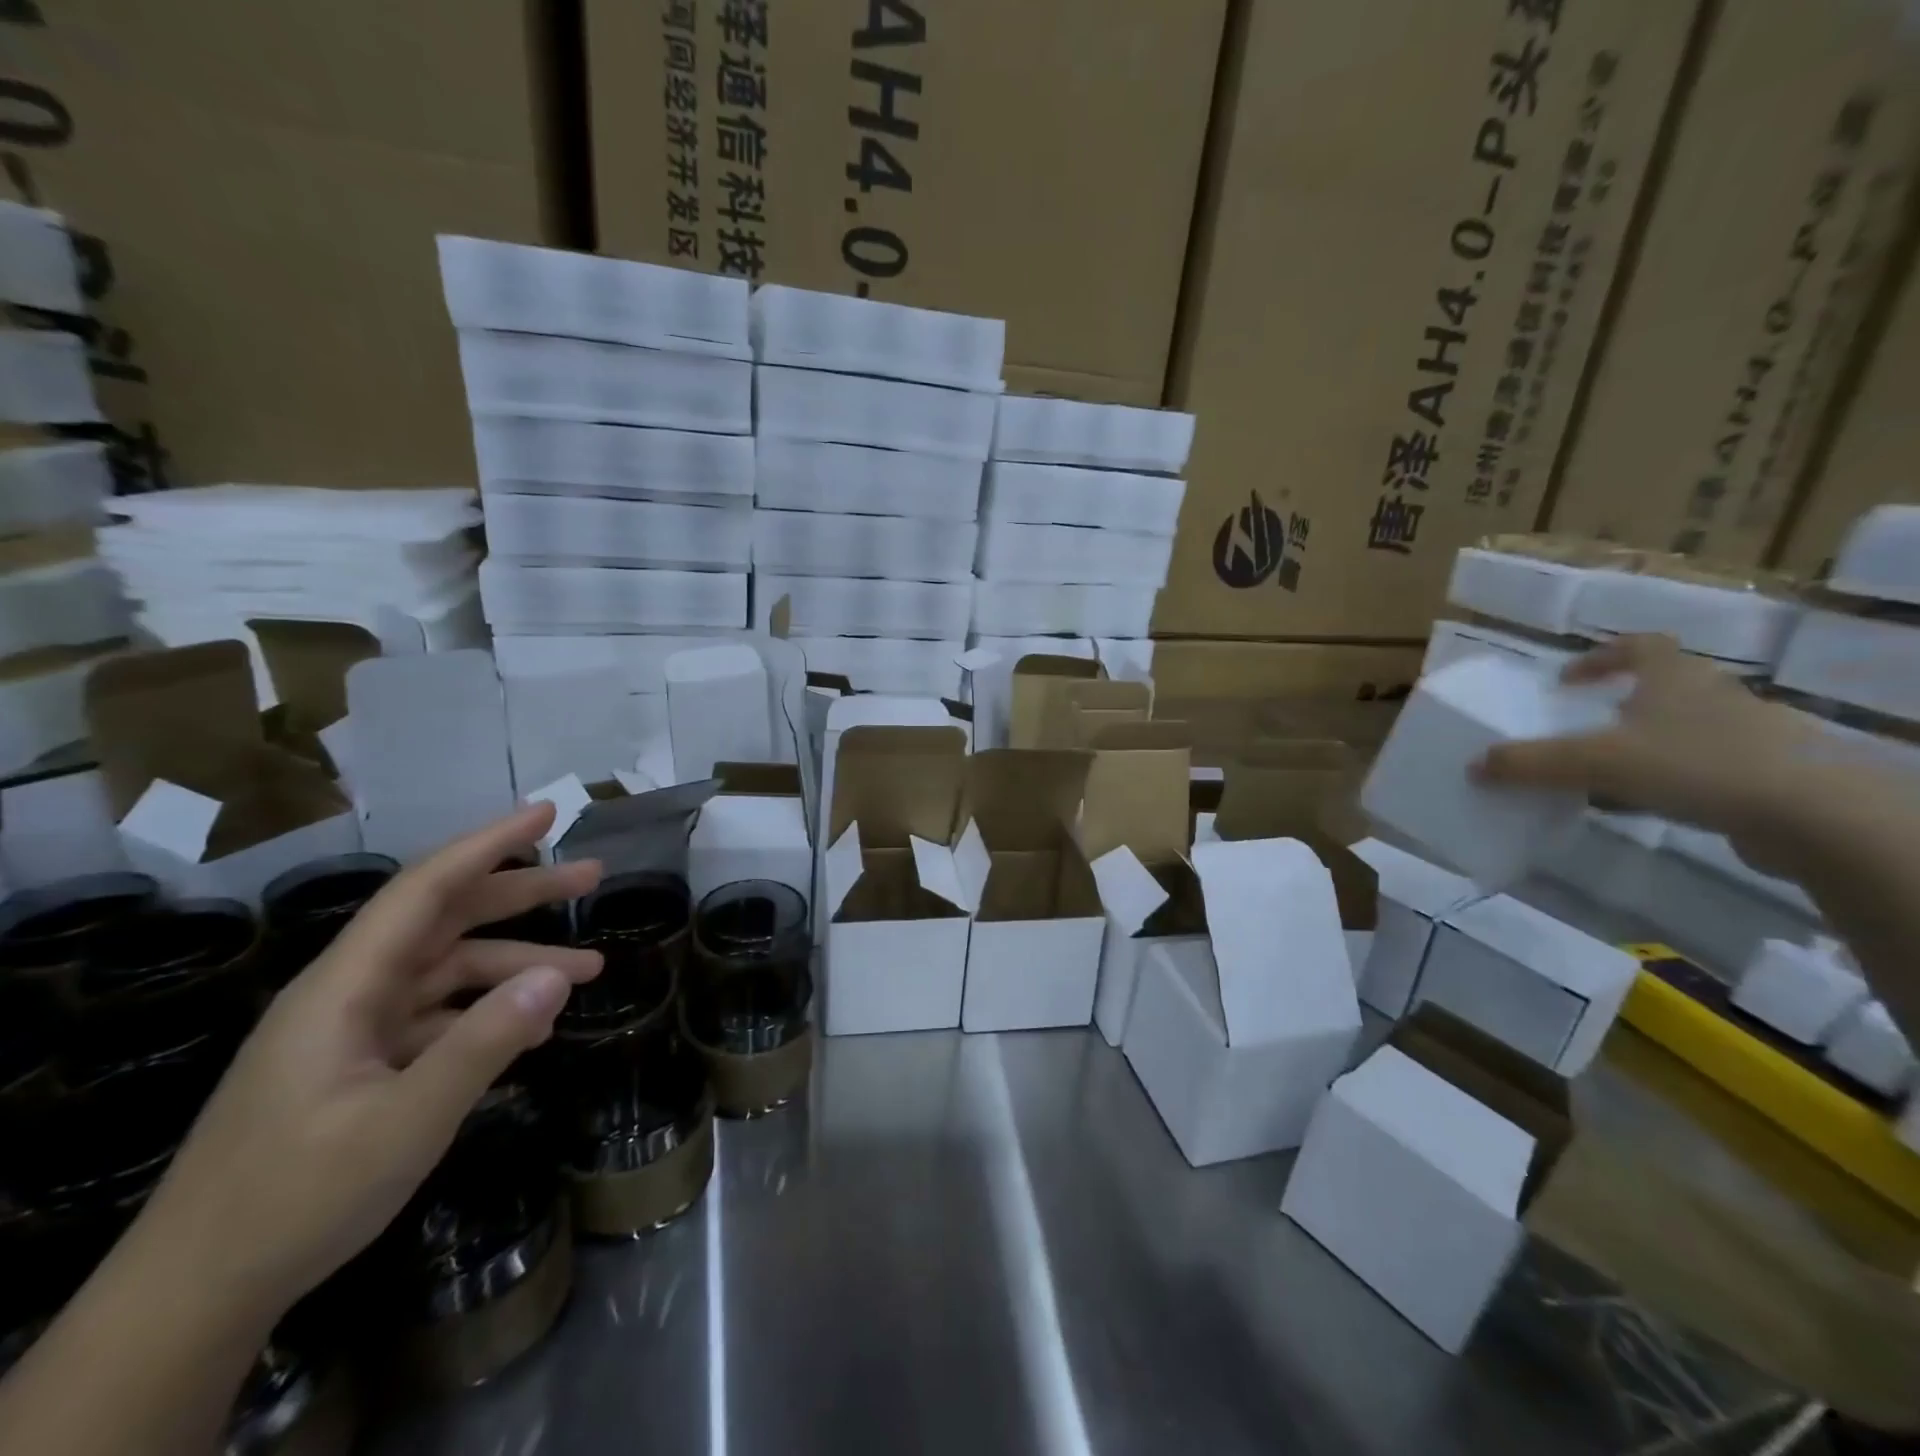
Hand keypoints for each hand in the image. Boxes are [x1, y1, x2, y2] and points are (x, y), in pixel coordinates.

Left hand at [130, 803, 602, 1333]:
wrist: (195, 1298)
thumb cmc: (294, 1200)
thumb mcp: (404, 1123)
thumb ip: (482, 1045)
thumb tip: (557, 979)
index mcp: (345, 986)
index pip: (426, 889)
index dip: (488, 844)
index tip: (546, 814)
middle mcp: (351, 992)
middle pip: (446, 919)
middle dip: (522, 893)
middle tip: (592, 876)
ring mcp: (356, 1031)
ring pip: (450, 970)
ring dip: (518, 962)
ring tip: (589, 971)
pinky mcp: (363, 1066)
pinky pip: (440, 1017)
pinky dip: (490, 1013)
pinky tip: (534, 1032)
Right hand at [1473, 634, 1825, 862]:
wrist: (1813, 815)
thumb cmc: (1694, 764)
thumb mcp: (1594, 763)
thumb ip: (1531, 763)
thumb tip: (1473, 765)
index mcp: (1675, 677)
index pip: (1640, 646)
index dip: (1602, 657)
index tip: (1568, 680)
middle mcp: (1714, 695)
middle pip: (1662, 688)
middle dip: (1620, 706)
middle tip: (1584, 729)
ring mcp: (1749, 733)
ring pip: (1684, 729)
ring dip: (1645, 744)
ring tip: (1609, 774)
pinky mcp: (1768, 773)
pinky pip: (1706, 766)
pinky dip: (1674, 778)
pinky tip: (1652, 805)